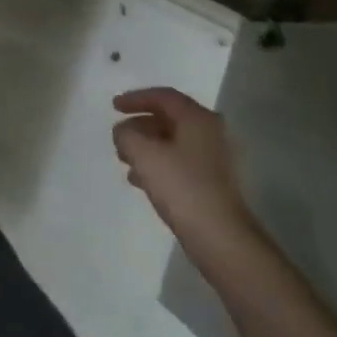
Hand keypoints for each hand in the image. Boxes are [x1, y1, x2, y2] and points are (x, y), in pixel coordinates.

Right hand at [113, 87, 257, 261]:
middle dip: (140, 125)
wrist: (222, 239)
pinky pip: (180, 163)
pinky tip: (141, 181)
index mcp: (198, 119)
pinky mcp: (214, 184)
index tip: (114, 107)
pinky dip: (159, 165)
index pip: (163, 96)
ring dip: (147, 147)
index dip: (136, 98)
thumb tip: (123, 131)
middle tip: (119, 136)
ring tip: (125, 160)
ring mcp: (215, 160)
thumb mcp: (143, 154)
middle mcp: (211, 133)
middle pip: (169, 119)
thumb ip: (126, 135)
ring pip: (174, 143)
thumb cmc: (182, 187)